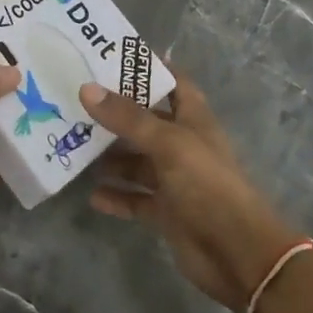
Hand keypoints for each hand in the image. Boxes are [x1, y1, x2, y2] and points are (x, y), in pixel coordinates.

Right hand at [79, 75, 300, 312]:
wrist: (237, 253)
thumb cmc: (207, 184)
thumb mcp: (167, 143)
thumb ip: (127, 118)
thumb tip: (86, 88)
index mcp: (194, 121)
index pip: (174, 84)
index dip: (151, 70)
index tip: (114, 59)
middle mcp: (184, 146)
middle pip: (148, 123)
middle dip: (117, 115)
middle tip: (78, 102)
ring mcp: (175, 181)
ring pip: (138, 163)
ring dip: (112, 158)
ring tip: (75, 147)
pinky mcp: (167, 214)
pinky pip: (136, 200)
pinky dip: (117, 197)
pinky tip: (92, 195)